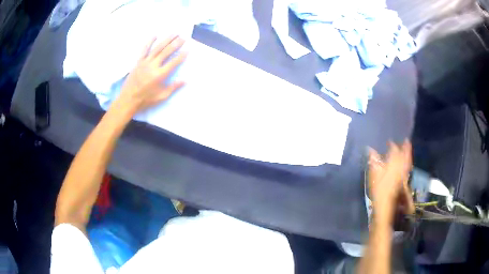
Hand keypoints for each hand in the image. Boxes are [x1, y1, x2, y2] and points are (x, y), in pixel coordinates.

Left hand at [111, 35, 186, 117]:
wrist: (128, 100)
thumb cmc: (145, 100)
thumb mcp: (161, 97)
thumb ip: (173, 88)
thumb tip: (185, 80)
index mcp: (160, 75)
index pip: (173, 62)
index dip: (181, 56)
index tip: (188, 50)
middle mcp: (153, 66)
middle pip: (166, 52)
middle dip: (176, 44)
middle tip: (183, 37)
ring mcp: (145, 63)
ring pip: (157, 48)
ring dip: (166, 40)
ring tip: (174, 33)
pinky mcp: (138, 62)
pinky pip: (144, 50)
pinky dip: (149, 42)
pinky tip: (155, 35)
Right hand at [368, 140, 414, 221]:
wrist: (385, 205)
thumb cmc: (379, 189)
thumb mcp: (374, 175)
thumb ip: (374, 161)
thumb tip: (370, 149)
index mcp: (393, 164)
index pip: (394, 151)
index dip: (392, 145)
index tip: (389, 142)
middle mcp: (400, 167)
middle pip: (404, 155)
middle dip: (405, 148)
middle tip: (406, 140)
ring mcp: (403, 175)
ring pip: (407, 162)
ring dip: (408, 155)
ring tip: (408, 149)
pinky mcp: (404, 181)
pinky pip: (407, 169)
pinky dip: (408, 164)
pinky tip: (407, 164)